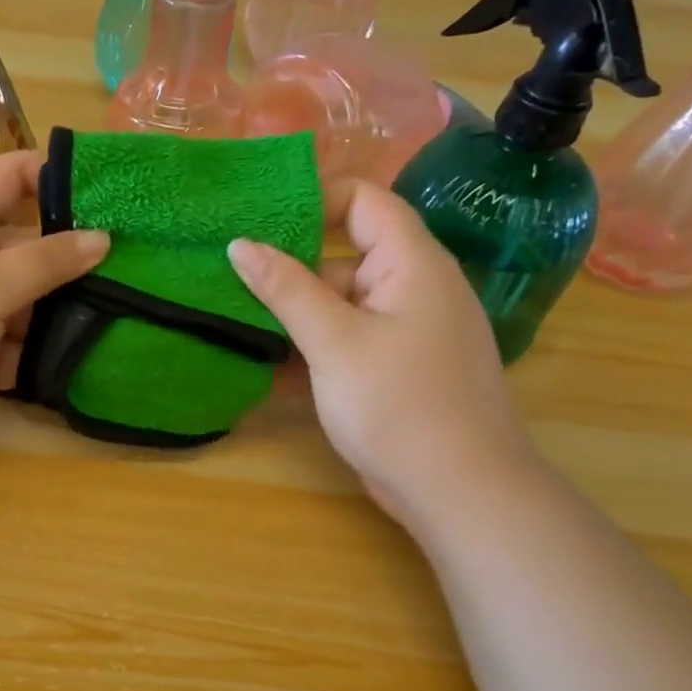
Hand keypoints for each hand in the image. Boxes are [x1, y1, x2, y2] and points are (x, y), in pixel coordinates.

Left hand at [0, 152, 109, 450]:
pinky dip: (58, 344)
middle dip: (80, 248)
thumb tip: (102, 238)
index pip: (8, 177)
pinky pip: (30, 340)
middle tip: (143, 252)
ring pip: (37, 295)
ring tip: (138, 299)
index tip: (112, 186)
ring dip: (75, 301)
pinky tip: (107, 342)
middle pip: (32, 241)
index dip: (55, 173)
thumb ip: (46, 260)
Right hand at [228, 181, 533, 525]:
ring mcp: (407, 329)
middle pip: (346, 253)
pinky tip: (270, 361)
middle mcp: (414, 286)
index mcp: (411, 263)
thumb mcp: (334, 343)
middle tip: (229, 272)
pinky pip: (350, 337)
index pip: (362, 199)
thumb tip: (240, 243)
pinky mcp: (398, 366)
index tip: (256, 219)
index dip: (312, 199)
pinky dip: (315, 343)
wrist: (461, 491)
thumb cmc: (399, 406)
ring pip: (343, 301)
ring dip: (296, 310)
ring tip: (236, 316)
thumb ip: (286, 289)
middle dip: (291, 262)